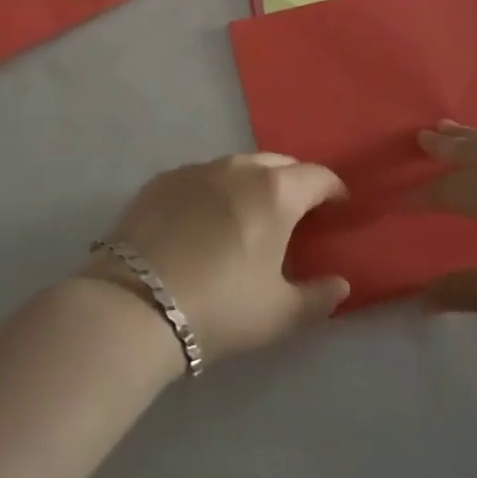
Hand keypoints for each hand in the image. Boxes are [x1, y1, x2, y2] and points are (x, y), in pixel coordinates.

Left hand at [90, 154, 349, 364]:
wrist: (135, 302)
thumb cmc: (220, 307)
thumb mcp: (279, 314)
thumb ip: (318, 298)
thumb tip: (341, 285)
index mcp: (275, 192)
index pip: (318, 177)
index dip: (334, 190)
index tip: (339, 206)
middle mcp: (238, 168)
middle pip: (278, 164)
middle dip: (294, 182)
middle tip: (297, 212)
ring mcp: (196, 169)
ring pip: (237, 167)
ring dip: (252, 183)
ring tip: (250, 214)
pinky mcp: (162, 179)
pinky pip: (201, 177)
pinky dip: (214, 190)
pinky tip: (204, 219)